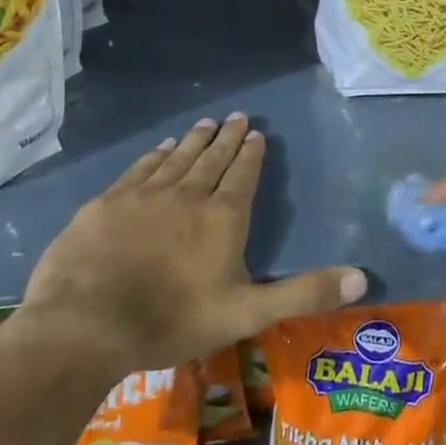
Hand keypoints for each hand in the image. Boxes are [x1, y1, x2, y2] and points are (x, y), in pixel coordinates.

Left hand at [19, 114, 366, 377]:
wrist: (84, 327)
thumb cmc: (172, 321)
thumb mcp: (247, 313)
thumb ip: (304, 293)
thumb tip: (362, 279)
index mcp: (223, 217)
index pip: (243, 174)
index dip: (252, 153)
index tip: (257, 133)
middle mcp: (187, 195)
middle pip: (212, 158)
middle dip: (227, 137)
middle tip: (237, 117)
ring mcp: (144, 196)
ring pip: (177, 158)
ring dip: (194, 140)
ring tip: (206, 123)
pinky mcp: (107, 204)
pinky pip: (139, 169)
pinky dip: (154, 156)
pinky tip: (160, 148)